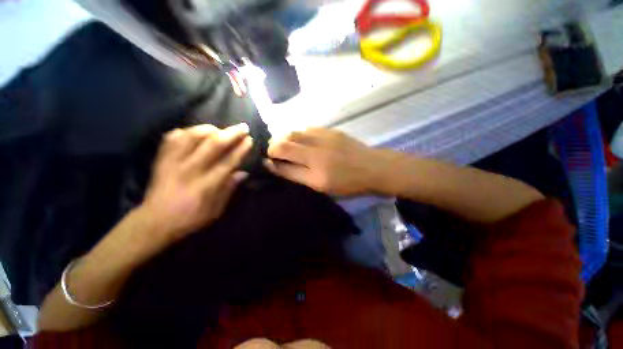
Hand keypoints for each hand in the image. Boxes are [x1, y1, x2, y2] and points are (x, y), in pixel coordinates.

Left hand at [140, 123, 252, 241]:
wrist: (154, 222)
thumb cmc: (190, 218)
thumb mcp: (216, 210)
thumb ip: (229, 189)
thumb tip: (243, 173)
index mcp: (206, 185)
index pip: (228, 161)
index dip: (241, 149)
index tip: (249, 139)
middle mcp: (190, 170)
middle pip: (213, 145)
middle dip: (231, 133)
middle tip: (242, 127)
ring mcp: (173, 162)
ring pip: (192, 136)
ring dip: (209, 129)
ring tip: (219, 129)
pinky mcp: (161, 160)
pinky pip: (172, 138)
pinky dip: (185, 132)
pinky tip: (193, 133)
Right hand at [265, 128, 390, 195]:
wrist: (372, 167)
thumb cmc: (347, 183)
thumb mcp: (320, 186)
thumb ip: (296, 175)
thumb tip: (275, 165)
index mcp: (315, 171)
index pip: (283, 161)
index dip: (271, 160)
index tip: (267, 161)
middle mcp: (316, 152)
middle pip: (284, 142)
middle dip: (273, 146)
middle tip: (275, 153)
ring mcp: (324, 138)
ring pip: (294, 132)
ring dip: (285, 138)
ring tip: (287, 146)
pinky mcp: (330, 130)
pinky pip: (307, 129)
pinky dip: (298, 134)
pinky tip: (302, 140)